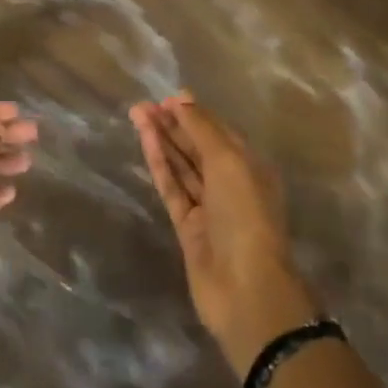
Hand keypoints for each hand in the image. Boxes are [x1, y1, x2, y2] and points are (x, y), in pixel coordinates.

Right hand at [132, 92, 320, 375]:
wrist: (246, 289)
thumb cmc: (245, 215)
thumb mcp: (228, 162)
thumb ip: (202, 130)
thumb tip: (181, 101)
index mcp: (250, 167)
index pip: (219, 132)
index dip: (195, 114)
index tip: (168, 97)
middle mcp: (230, 184)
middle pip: (197, 147)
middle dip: (173, 124)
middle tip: (143, 105)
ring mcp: (208, 206)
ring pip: (182, 165)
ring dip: (162, 139)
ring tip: (137, 114)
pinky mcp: (187, 226)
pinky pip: (172, 187)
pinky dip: (159, 163)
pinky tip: (146, 141)